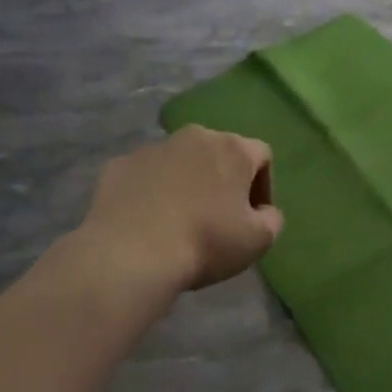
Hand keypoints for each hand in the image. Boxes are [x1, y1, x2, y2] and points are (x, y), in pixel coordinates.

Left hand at [80, 126, 283, 293]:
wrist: (130, 254)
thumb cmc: (205, 242)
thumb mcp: (258, 241)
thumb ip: (272, 219)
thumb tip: (263, 212)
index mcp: (233, 149)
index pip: (261, 155)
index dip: (263, 186)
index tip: (254, 216)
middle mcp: (194, 137)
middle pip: (219, 152)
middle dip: (223, 179)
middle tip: (219, 217)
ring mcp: (153, 148)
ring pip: (180, 161)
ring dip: (186, 183)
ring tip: (180, 220)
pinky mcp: (119, 165)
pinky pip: (145, 175)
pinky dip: (151, 191)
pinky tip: (148, 221)